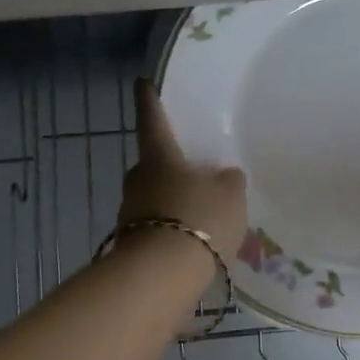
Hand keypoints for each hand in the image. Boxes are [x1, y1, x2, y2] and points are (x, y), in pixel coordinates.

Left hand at [119, 80, 249, 260]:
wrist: (161, 277)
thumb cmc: (197, 218)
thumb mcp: (229, 194)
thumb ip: (229, 181)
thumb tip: (224, 176)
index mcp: (158, 156)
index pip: (152, 118)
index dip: (149, 99)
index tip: (142, 82)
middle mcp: (137, 179)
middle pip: (153, 163)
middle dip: (169, 164)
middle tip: (193, 168)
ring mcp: (130, 213)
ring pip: (154, 196)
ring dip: (172, 199)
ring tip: (201, 211)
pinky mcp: (131, 245)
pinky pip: (157, 226)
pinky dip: (172, 228)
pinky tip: (193, 240)